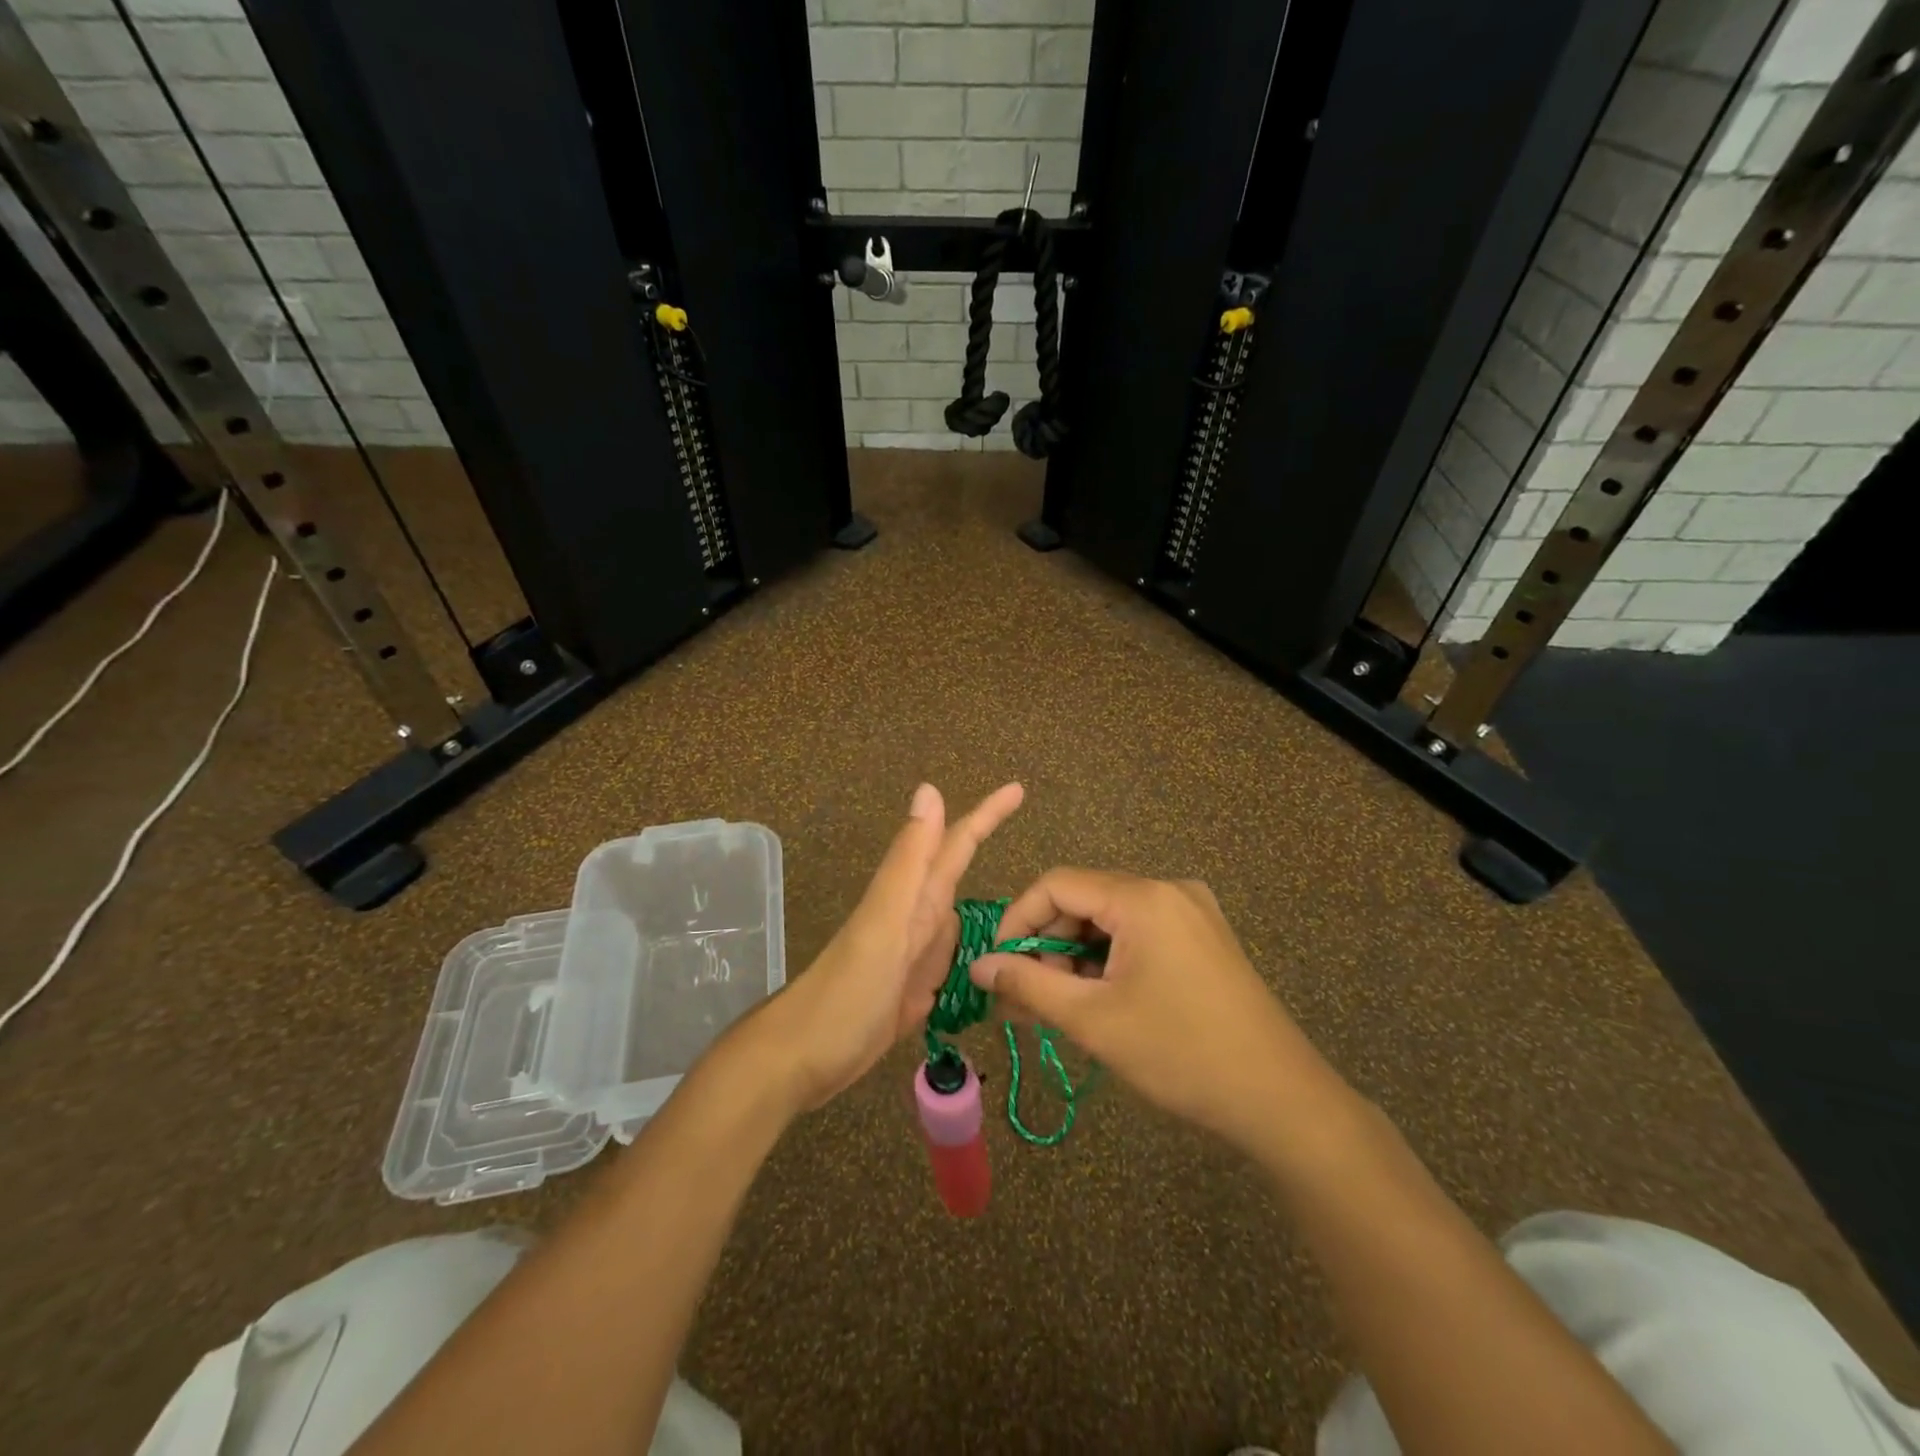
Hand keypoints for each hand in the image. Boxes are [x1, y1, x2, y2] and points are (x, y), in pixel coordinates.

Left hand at [756, 782, 1024, 1112]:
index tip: (1018, 788)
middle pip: (959, 873)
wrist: (802, 1059)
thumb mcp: (883, 922)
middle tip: (1037, 845)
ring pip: (961, 917)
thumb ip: (908, 861)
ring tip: (1037, 907)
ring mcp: (916, 955)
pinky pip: (955, 960)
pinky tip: (997, 960)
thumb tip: (929, 789)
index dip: (986, 814)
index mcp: (914, 898)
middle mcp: (917, 918)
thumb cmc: (845, 991)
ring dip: (994, 909)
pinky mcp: (916, 990)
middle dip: (992, 854)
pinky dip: (978, 955)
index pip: (956, 843)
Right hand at [968, 869, 1339, 1154]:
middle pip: (1084, 902)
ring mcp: (1192, 913)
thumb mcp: (1093, 1020)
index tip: (997, 966)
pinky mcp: (1205, 938)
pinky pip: (1139, 935)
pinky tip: (1098, 1002)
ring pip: (1111, 922)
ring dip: (1076, 959)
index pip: (1057, 885)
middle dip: (1047, 947)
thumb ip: (1029, 984)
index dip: (1018, 920)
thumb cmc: (1180, 1054)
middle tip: (1025, 1000)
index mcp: (1143, 897)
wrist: (1282, 1100)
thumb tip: (979, 966)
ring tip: (1058, 1009)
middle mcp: (1169, 890)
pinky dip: (1109, 962)